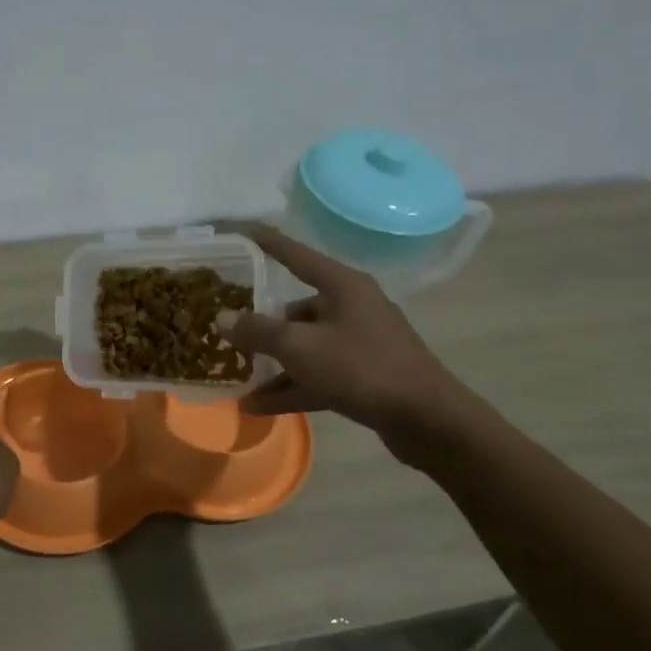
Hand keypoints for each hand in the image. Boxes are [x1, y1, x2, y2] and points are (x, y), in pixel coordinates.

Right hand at [219, 225, 467, 447]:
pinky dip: (290, 387)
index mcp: (342, 286)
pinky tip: (257, 406)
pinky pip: (317, 375)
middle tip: (227, 332)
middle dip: (261, 325)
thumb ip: (258, 331)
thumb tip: (222, 318)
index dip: (268, 243)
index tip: (242, 230)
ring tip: (236, 377)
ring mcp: (359, 343)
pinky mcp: (363, 376)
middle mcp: (352, 308)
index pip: (296, 255)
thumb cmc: (361, 368)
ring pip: (305, 347)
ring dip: (273, 364)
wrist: (428, 420)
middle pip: (296, 309)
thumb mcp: (300, 347)